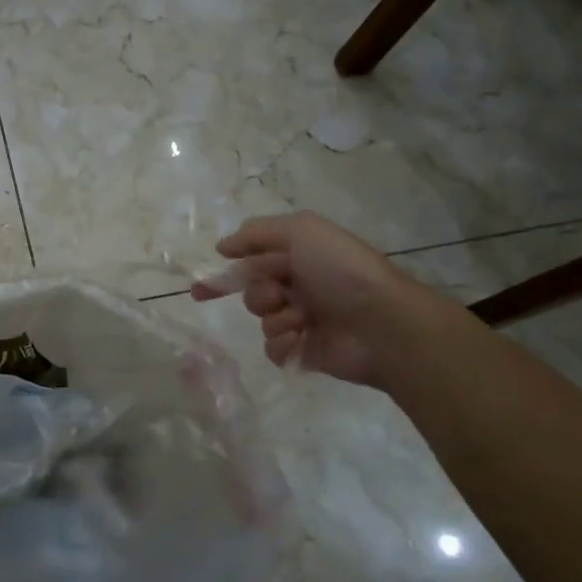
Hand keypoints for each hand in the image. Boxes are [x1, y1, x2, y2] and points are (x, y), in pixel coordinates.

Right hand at [193, 213, 429, 386]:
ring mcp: (304, 320)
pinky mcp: (306, 351)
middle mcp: (301, 286)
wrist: (382, 323)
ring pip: (262, 319)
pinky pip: (273, 348)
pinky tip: (302, 339)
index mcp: (301, 256)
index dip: (226, 270)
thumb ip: (258, 232)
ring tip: (301, 319)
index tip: (199, 285)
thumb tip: (224, 247)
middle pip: (253, 290)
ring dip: (275, 317)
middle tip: (275, 297)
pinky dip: (283, 343)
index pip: (253, 259)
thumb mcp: (301, 230)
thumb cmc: (341, 270)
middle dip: (257, 293)